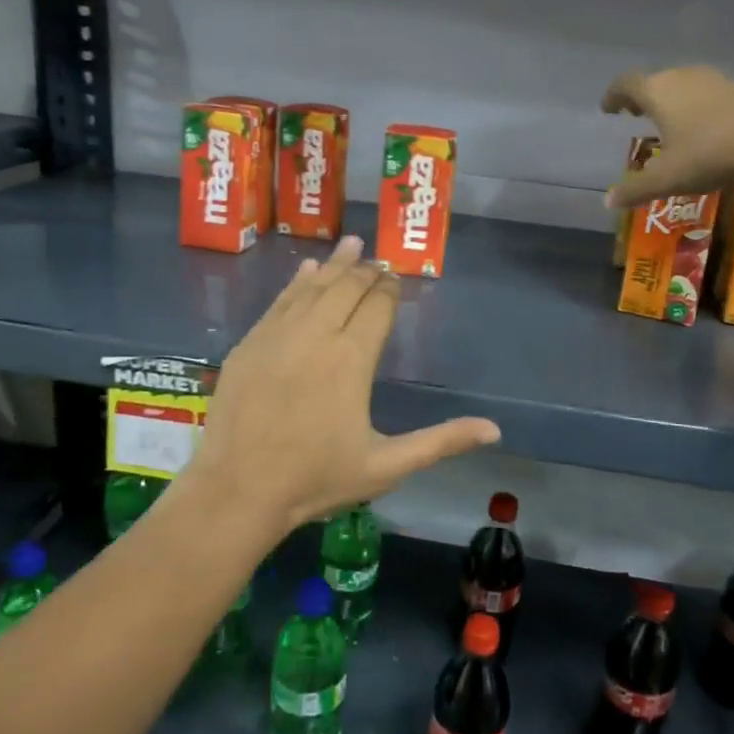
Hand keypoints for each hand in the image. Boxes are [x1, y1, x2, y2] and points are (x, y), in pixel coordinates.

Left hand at [188, 236, 501, 535]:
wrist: (238, 490)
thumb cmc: (316, 479)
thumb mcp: (387, 466)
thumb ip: (441, 441)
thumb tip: (494, 429)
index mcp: (351, 359)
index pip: (377, 307)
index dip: (389, 289)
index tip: (397, 277)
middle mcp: (316, 335)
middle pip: (345, 289)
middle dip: (366, 271)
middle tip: (379, 258)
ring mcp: (277, 336)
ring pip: (312, 288)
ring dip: (334, 265)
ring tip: (351, 243)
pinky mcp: (249, 345)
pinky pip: (279, 302)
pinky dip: (296, 282)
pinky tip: (305, 270)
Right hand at [601, 66, 733, 207]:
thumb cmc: (709, 155)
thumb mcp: (666, 179)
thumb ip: (635, 189)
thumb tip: (608, 202)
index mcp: (658, 92)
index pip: (626, 84)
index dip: (614, 96)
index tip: (608, 109)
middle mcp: (683, 77)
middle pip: (654, 80)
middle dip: (641, 97)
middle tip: (634, 115)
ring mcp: (714, 81)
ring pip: (681, 84)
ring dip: (669, 101)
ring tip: (665, 123)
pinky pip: (704, 93)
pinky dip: (692, 105)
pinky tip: (699, 128)